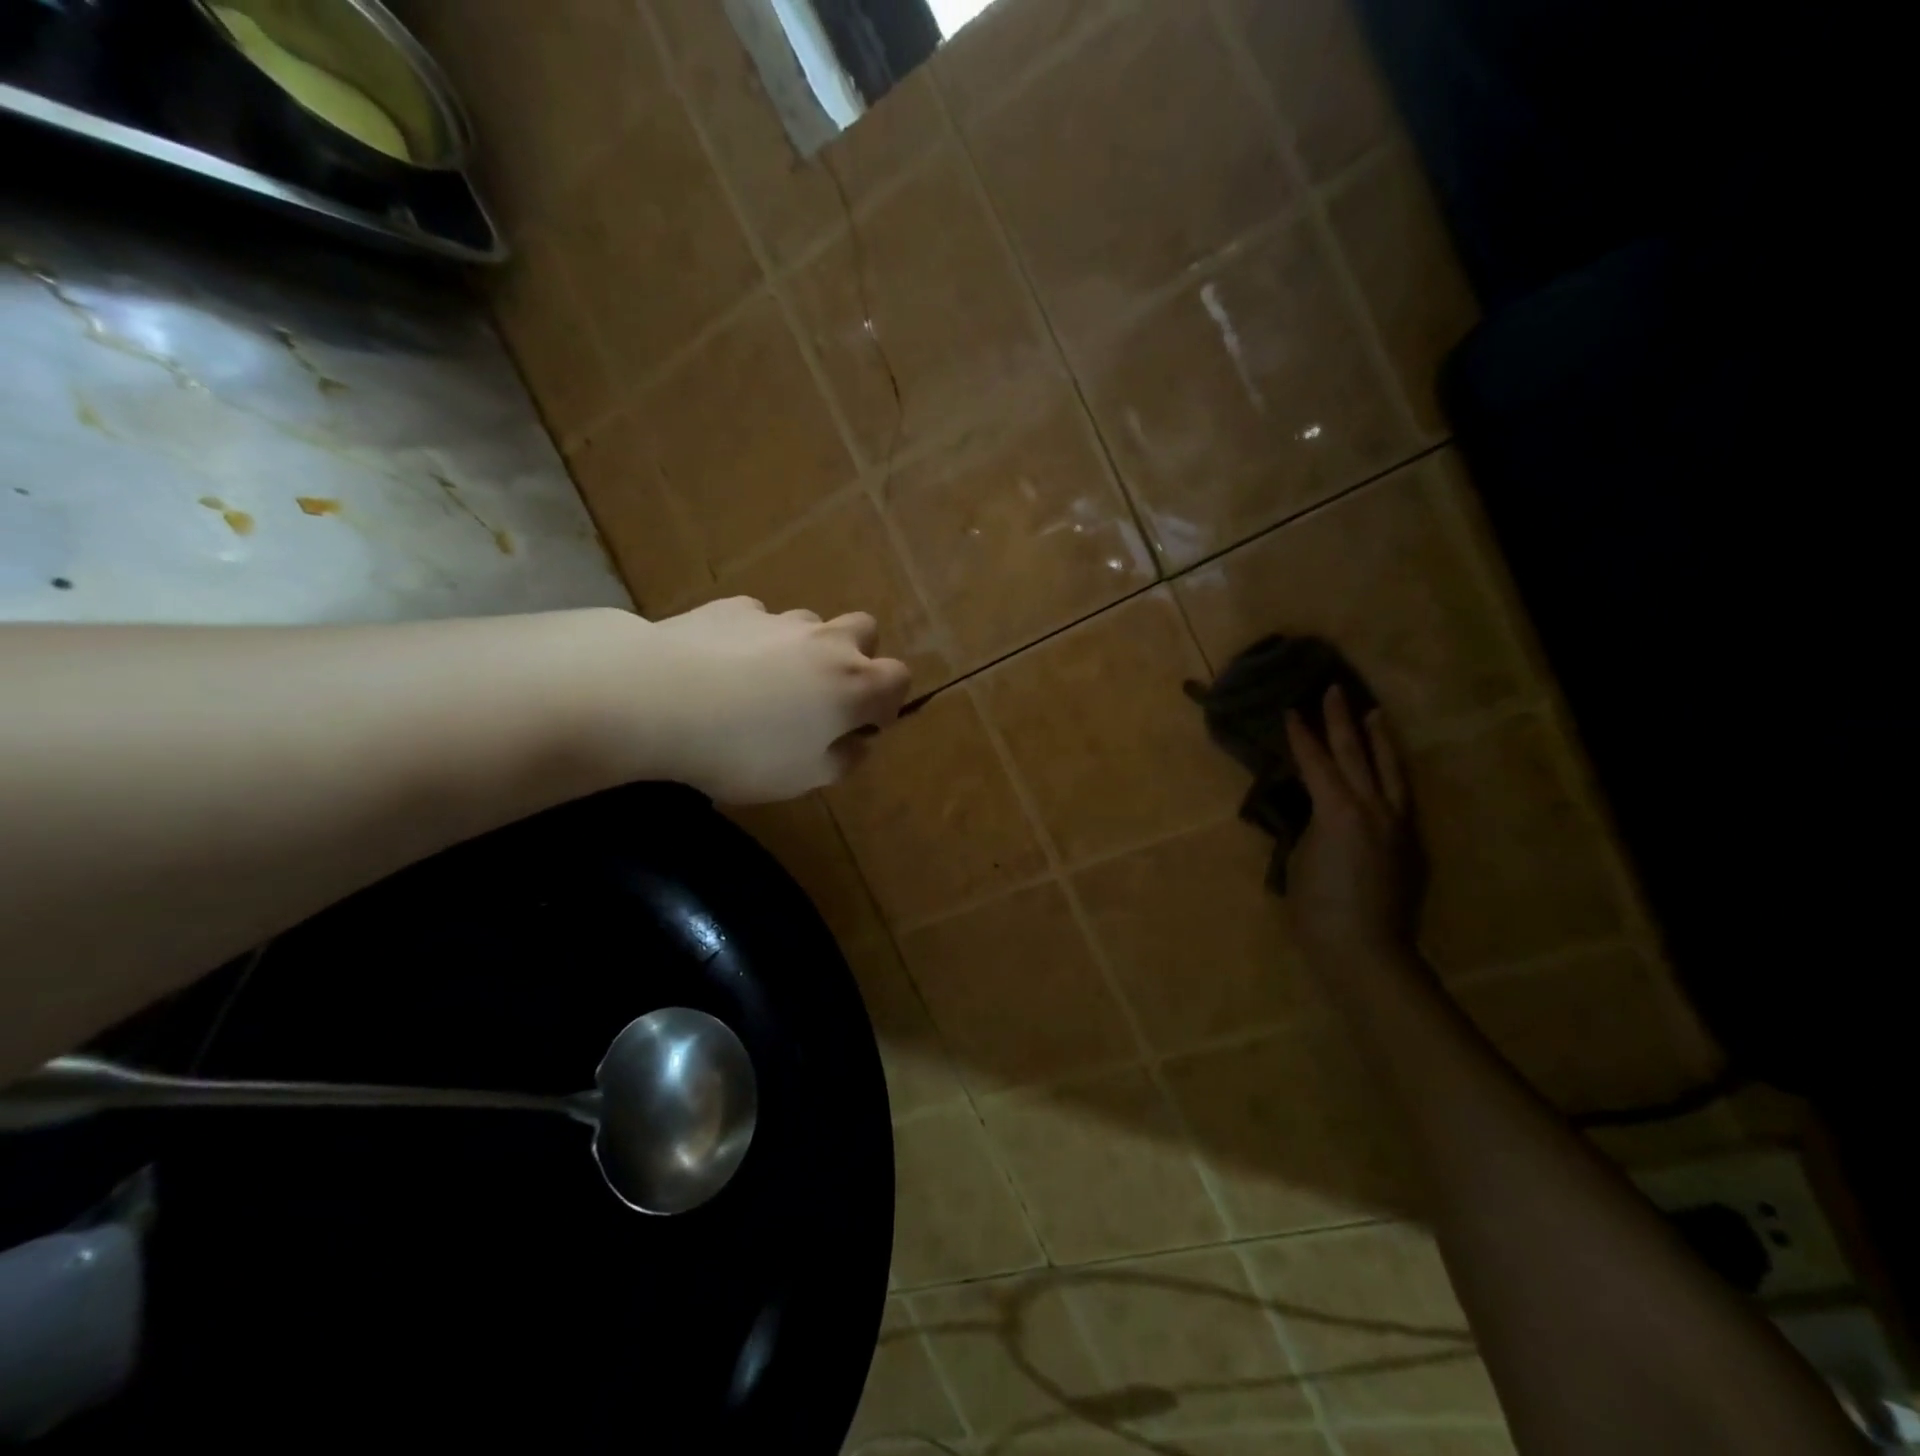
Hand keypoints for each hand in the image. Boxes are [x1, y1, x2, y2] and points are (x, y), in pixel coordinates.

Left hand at [628, 597, 910, 803]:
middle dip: (856, 657)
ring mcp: (779, 619)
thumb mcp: (803, 778)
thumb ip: (842, 760)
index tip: (862, 726)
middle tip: (824, 694)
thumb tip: (858, 743)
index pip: (898, 678)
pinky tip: (723, 666)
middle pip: (864, 631)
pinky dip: (755, 640)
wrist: (658, 698)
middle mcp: (825, 642)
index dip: (887, 702)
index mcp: (853, 684)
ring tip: (766, 682)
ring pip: (810, 624)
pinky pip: (759, 620)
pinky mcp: (733, 608)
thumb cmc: (743, 751)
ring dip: (804, 648)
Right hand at [1283, 686, 1422, 972]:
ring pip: (1390, 771)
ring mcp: (1398, 825)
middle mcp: (1373, 808)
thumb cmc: (1316, 907)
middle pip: (1356, 754)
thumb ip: (1310, 825)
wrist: (1365, 950)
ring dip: (1380, 740)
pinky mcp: (1410, 844)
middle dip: (1342, 721)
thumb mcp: (1299, 858)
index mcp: (1338, 810)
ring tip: (1375, 715)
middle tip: (1335, 691)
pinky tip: (1387, 771)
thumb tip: (1317, 811)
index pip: (1315, 762)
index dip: (1300, 736)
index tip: (1290, 711)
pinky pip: (1401, 795)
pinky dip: (1392, 773)